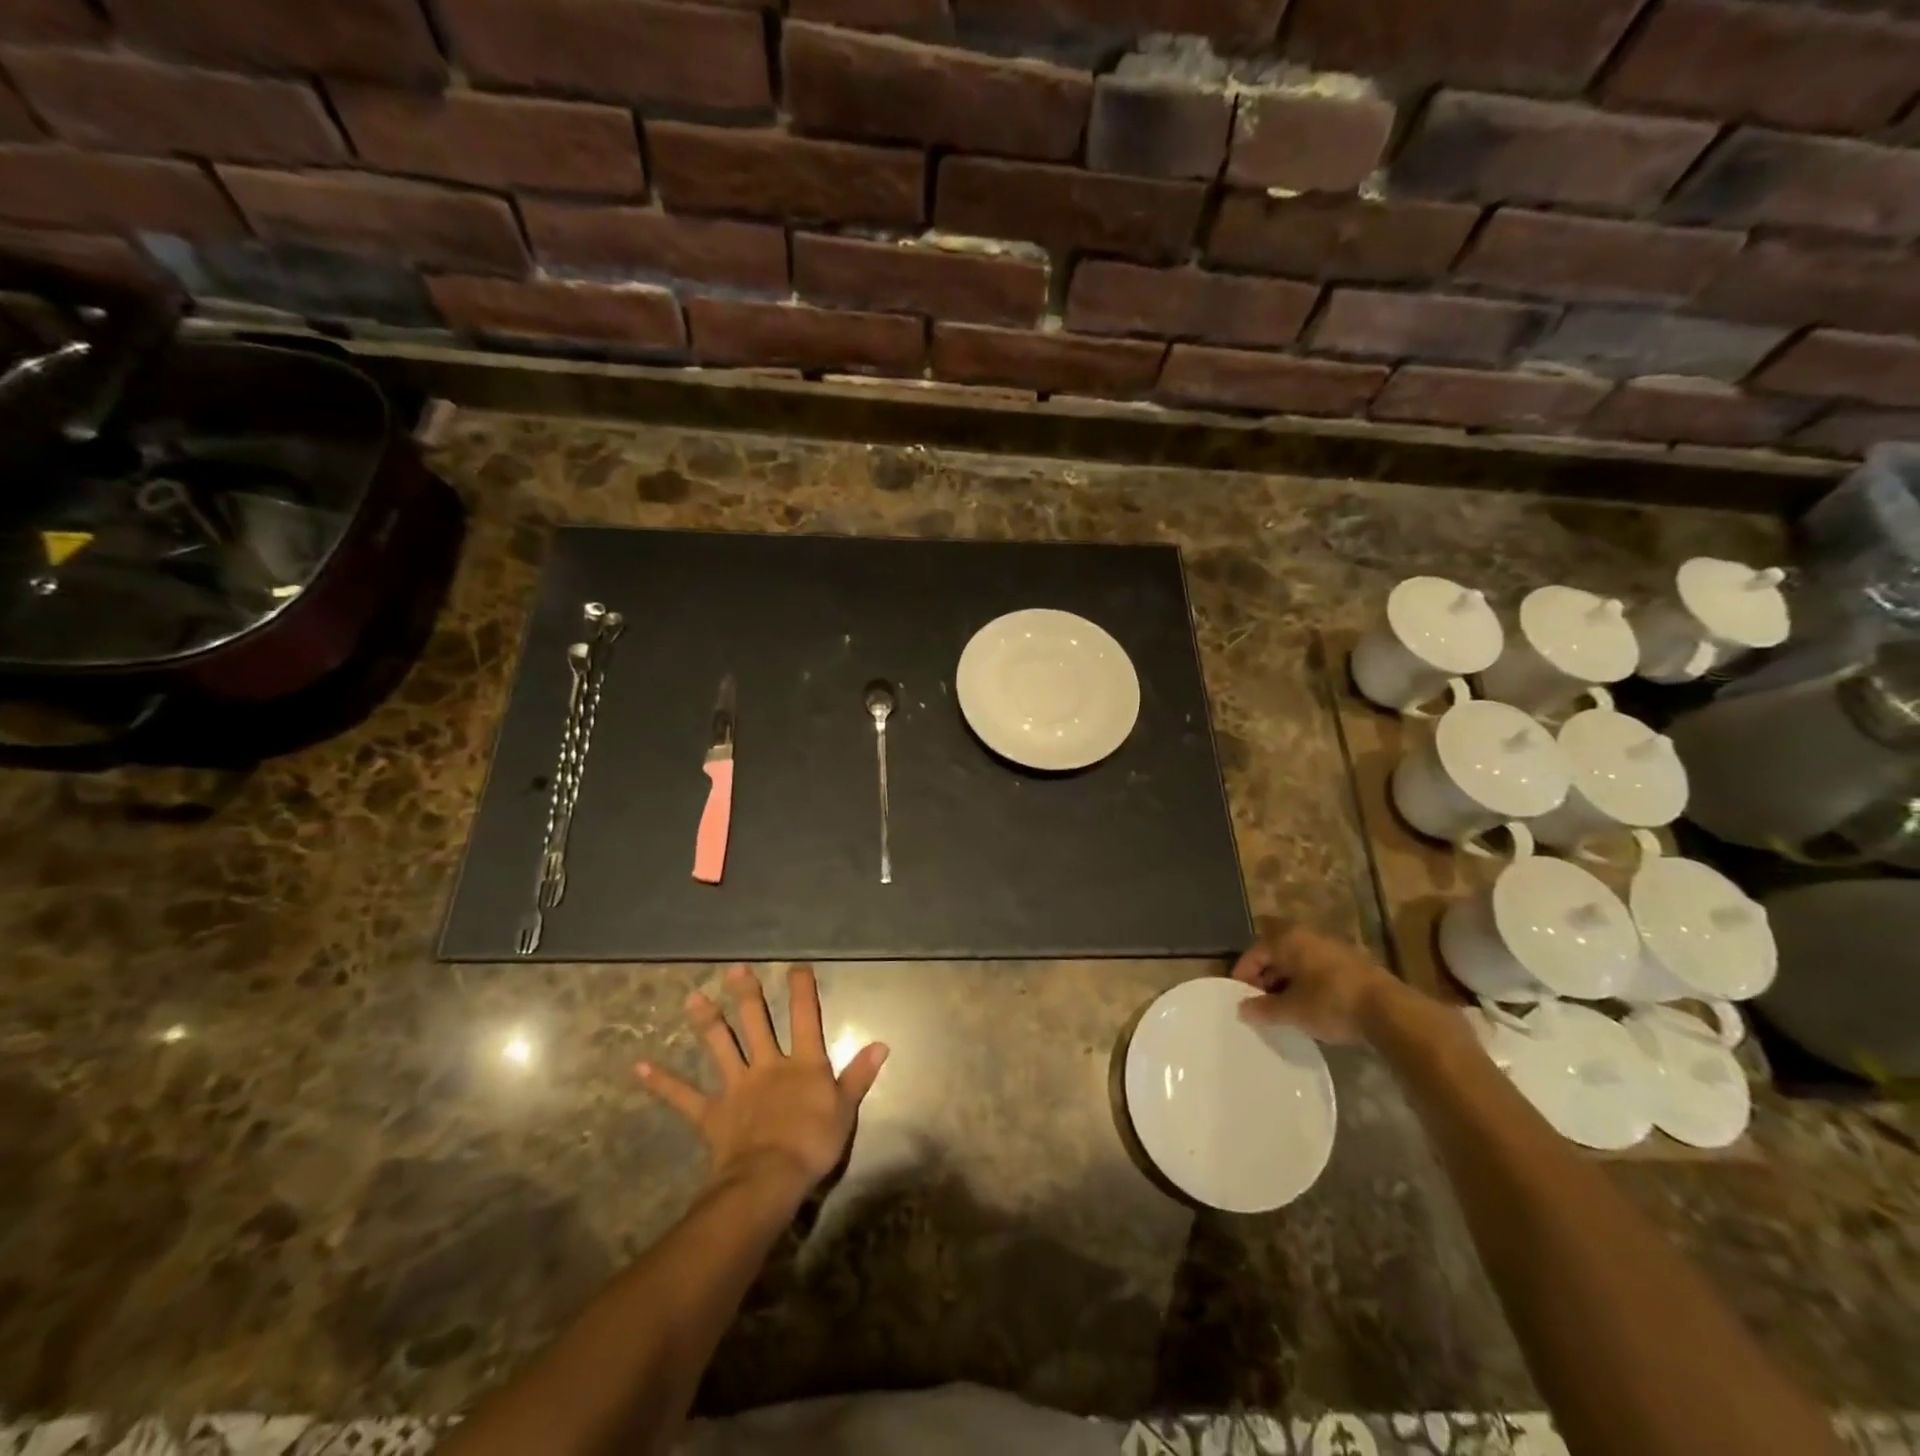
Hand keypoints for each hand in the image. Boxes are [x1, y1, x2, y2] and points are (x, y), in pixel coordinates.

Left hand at [637, 964, 887, 1200]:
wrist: (769, 1180)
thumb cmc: (813, 1144)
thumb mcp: (845, 1110)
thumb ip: (860, 1075)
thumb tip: (882, 1043)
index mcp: (803, 1063)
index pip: (804, 1018)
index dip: (801, 990)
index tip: (796, 966)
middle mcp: (768, 1065)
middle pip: (756, 1023)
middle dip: (746, 994)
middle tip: (733, 969)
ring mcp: (737, 1086)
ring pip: (720, 1046)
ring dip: (707, 1022)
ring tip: (692, 998)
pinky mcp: (712, 1113)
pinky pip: (683, 1096)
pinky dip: (661, 1082)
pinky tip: (638, 1068)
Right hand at [1231, 925, 1403, 1043]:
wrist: (1390, 1012)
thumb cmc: (1330, 1003)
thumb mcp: (1291, 1011)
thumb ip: (1263, 1009)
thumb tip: (1242, 1009)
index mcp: (1288, 939)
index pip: (1255, 951)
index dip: (1243, 974)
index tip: (1239, 997)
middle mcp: (1309, 936)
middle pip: (1277, 953)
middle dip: (1266, 977)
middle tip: (1260, 1002)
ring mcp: (1334, 948)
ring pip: (1300, 962)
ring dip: (1288, 981)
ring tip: (1284, 1007)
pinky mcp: (1354, 964)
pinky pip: (1319, 970)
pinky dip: (1308, 984)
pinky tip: (1310, 1007)